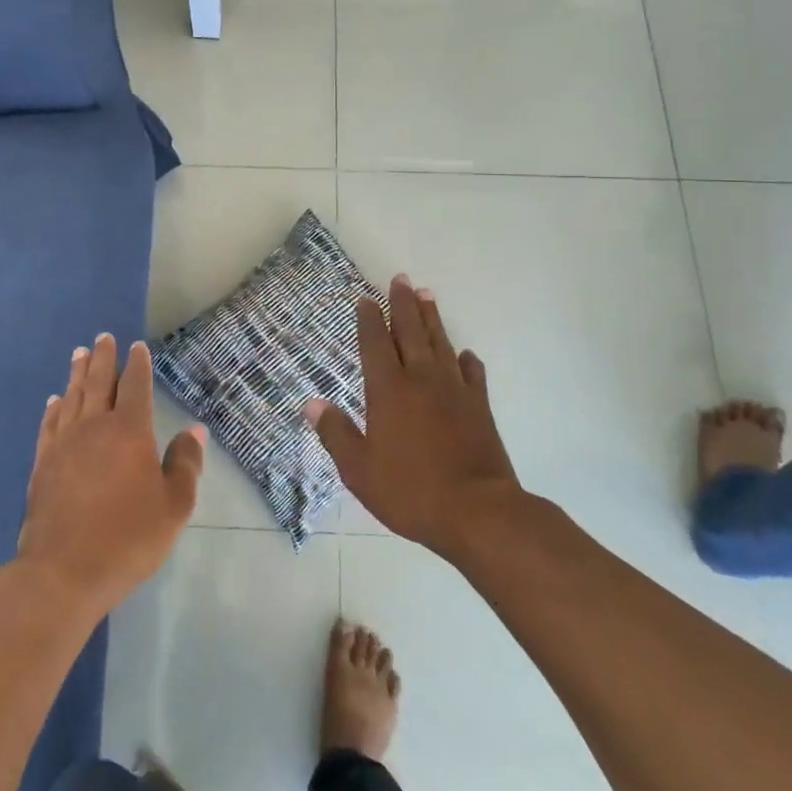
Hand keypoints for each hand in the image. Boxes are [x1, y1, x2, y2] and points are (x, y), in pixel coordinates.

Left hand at [16, 334, 204, 621]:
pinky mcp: (42, 464)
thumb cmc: (128, 538)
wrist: (63, 572)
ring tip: (79, 354)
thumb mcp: (173, 507)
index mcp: (129, 431)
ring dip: (76, 374)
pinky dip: (53, 408)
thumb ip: (185, 464)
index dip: (137, 364)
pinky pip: (49, 425)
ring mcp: (63, 445)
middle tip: (102, 337)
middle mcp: (94, 427)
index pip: (134, 386)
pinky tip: (54, 401)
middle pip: (98, 382)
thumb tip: (193, 431)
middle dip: (102, 358)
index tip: (137, 347)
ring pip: (71, 398)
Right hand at [306, 276, 523, 562]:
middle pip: (410, 331)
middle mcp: (421, 380)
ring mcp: (454, 390)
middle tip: (400, 279)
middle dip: (402, 304)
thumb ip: (336, 433)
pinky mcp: (480, 406)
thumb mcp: (359, 470)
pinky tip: (464, 355)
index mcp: (388, 391)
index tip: (366, 298)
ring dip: (432, 318)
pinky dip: (466, 360)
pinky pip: (472, 374)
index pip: (375, 343)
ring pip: (440, 343)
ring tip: (426, 295)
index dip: (369, 319)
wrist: (478, 512)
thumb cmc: (411, 491)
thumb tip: (311, 404)